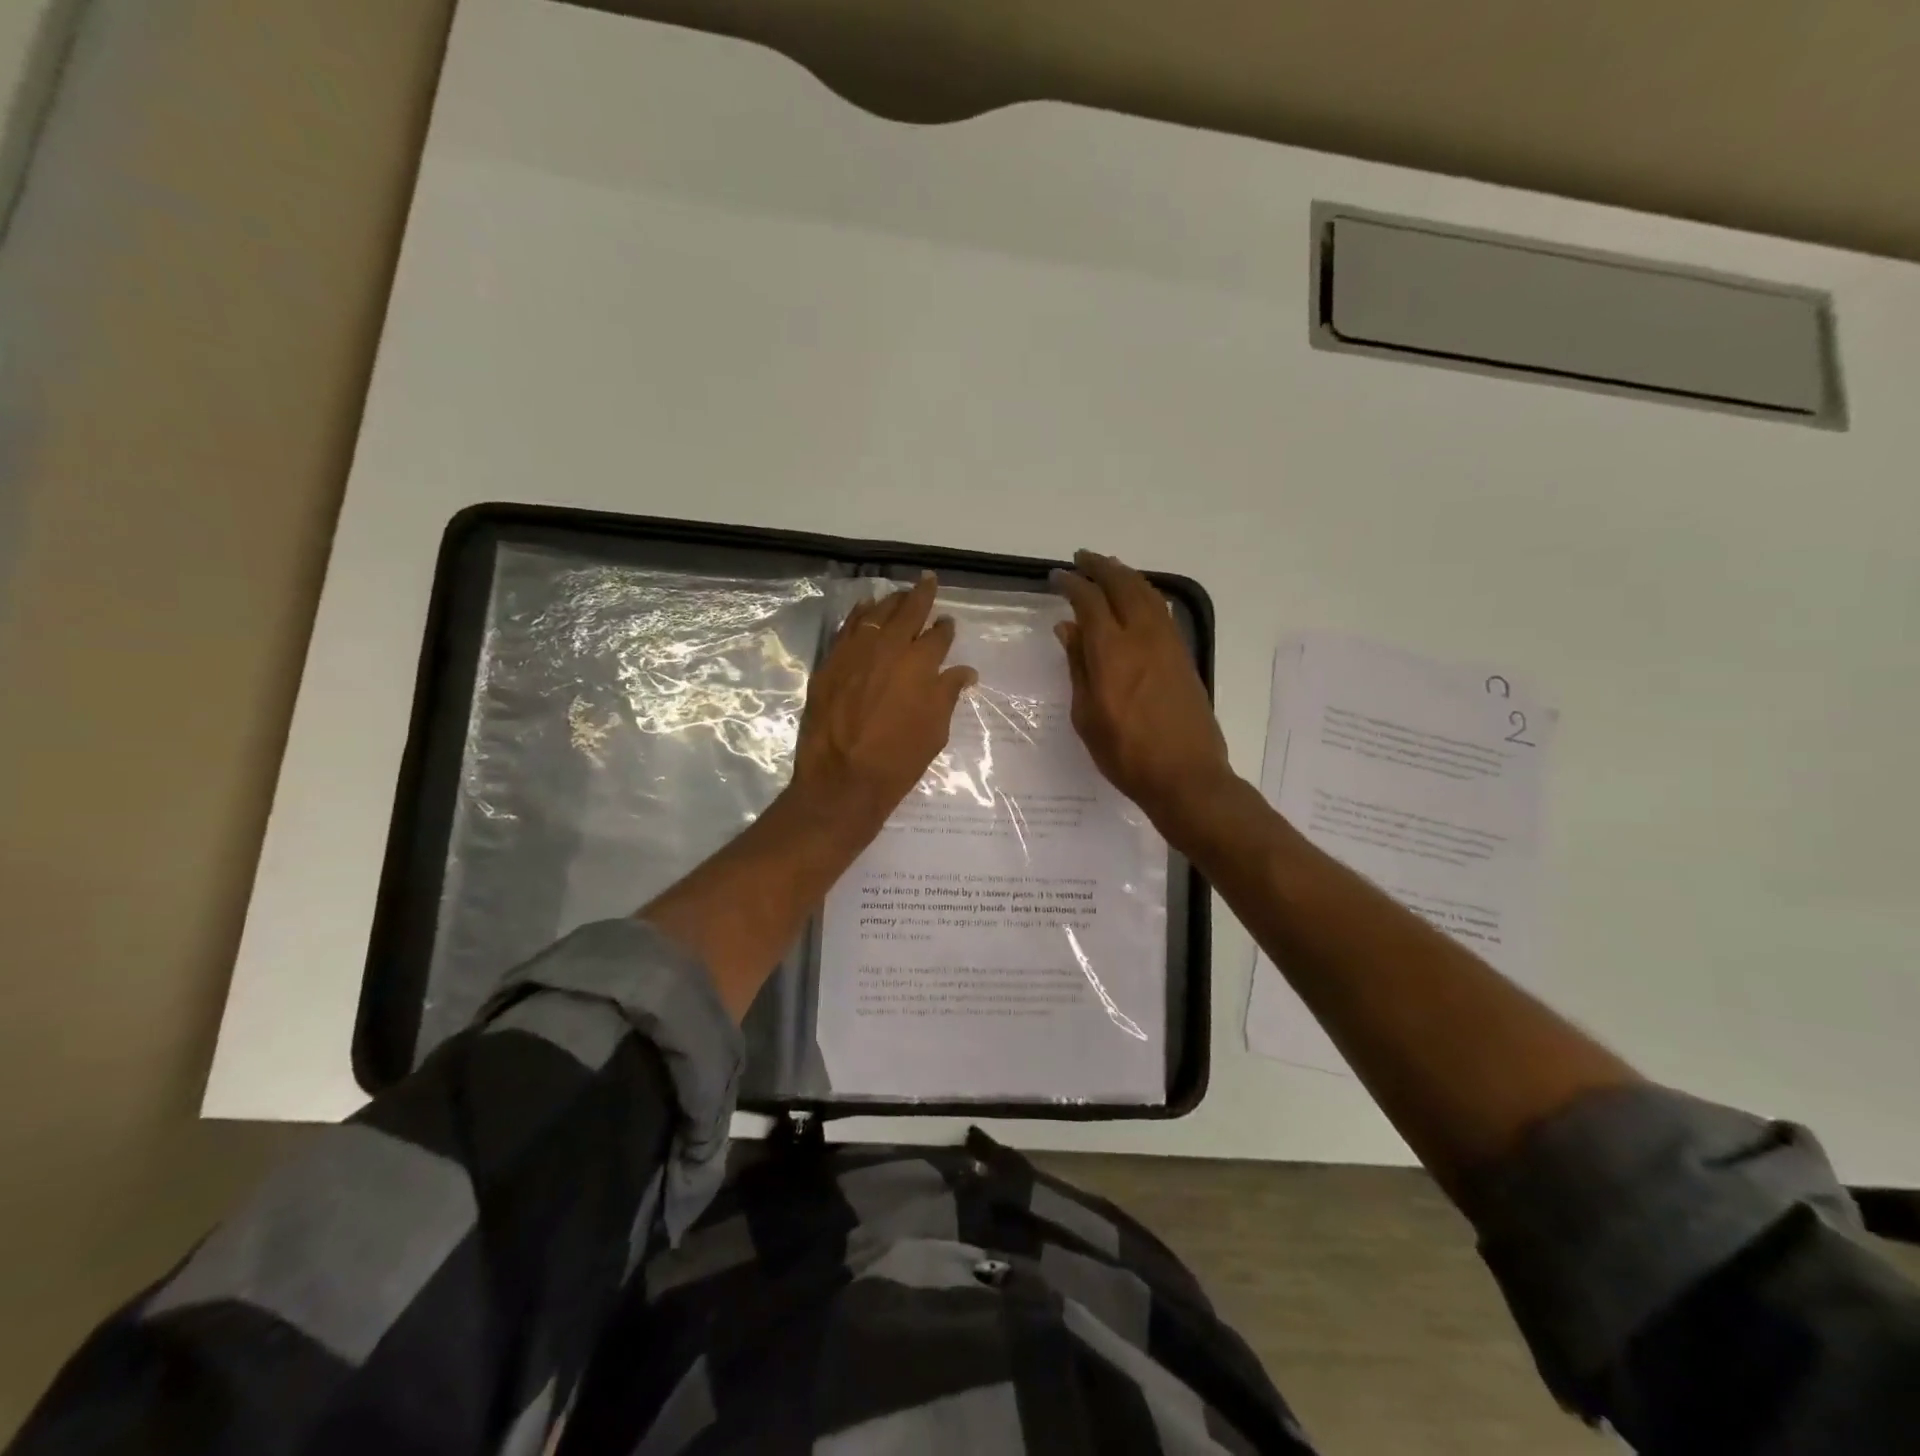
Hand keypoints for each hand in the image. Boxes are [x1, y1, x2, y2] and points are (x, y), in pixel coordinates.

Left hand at [788, 573, 977, 839]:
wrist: (842, 780)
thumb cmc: (897, 761)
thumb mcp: (934, 732)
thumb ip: (947, 695)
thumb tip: (964, 672)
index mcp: (920, 664)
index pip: (938, 636)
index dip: (945, 628)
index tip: (947, 623)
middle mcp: (888, 648)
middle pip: (907, 611)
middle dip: (921, 594)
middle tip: (927, 581)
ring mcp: (855, 652)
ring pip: (875, 614)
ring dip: (890, 601)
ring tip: (898, 594)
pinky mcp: (830, 662)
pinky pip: (846, 628)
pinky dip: (858, 615)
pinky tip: (864, 610)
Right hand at [1052, 550, 1233, 829]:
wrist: (1185, 776)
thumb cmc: (1126, 754)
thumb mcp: (1087, 715)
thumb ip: (1078, 666)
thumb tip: (1068, 628)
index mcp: (1111, 652)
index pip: (1089, 601)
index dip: (1071, 584)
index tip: (1056, 577)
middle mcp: (1142, 637)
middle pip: (1122, 585)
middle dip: (1100, 567)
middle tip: (1082, 558)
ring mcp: (1168, 644)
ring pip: (1147, 593)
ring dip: (1125, 575)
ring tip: (1108, 569)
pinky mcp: (1183, 656)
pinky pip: (1162, 611)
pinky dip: (1145, 594)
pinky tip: (1138, 598)